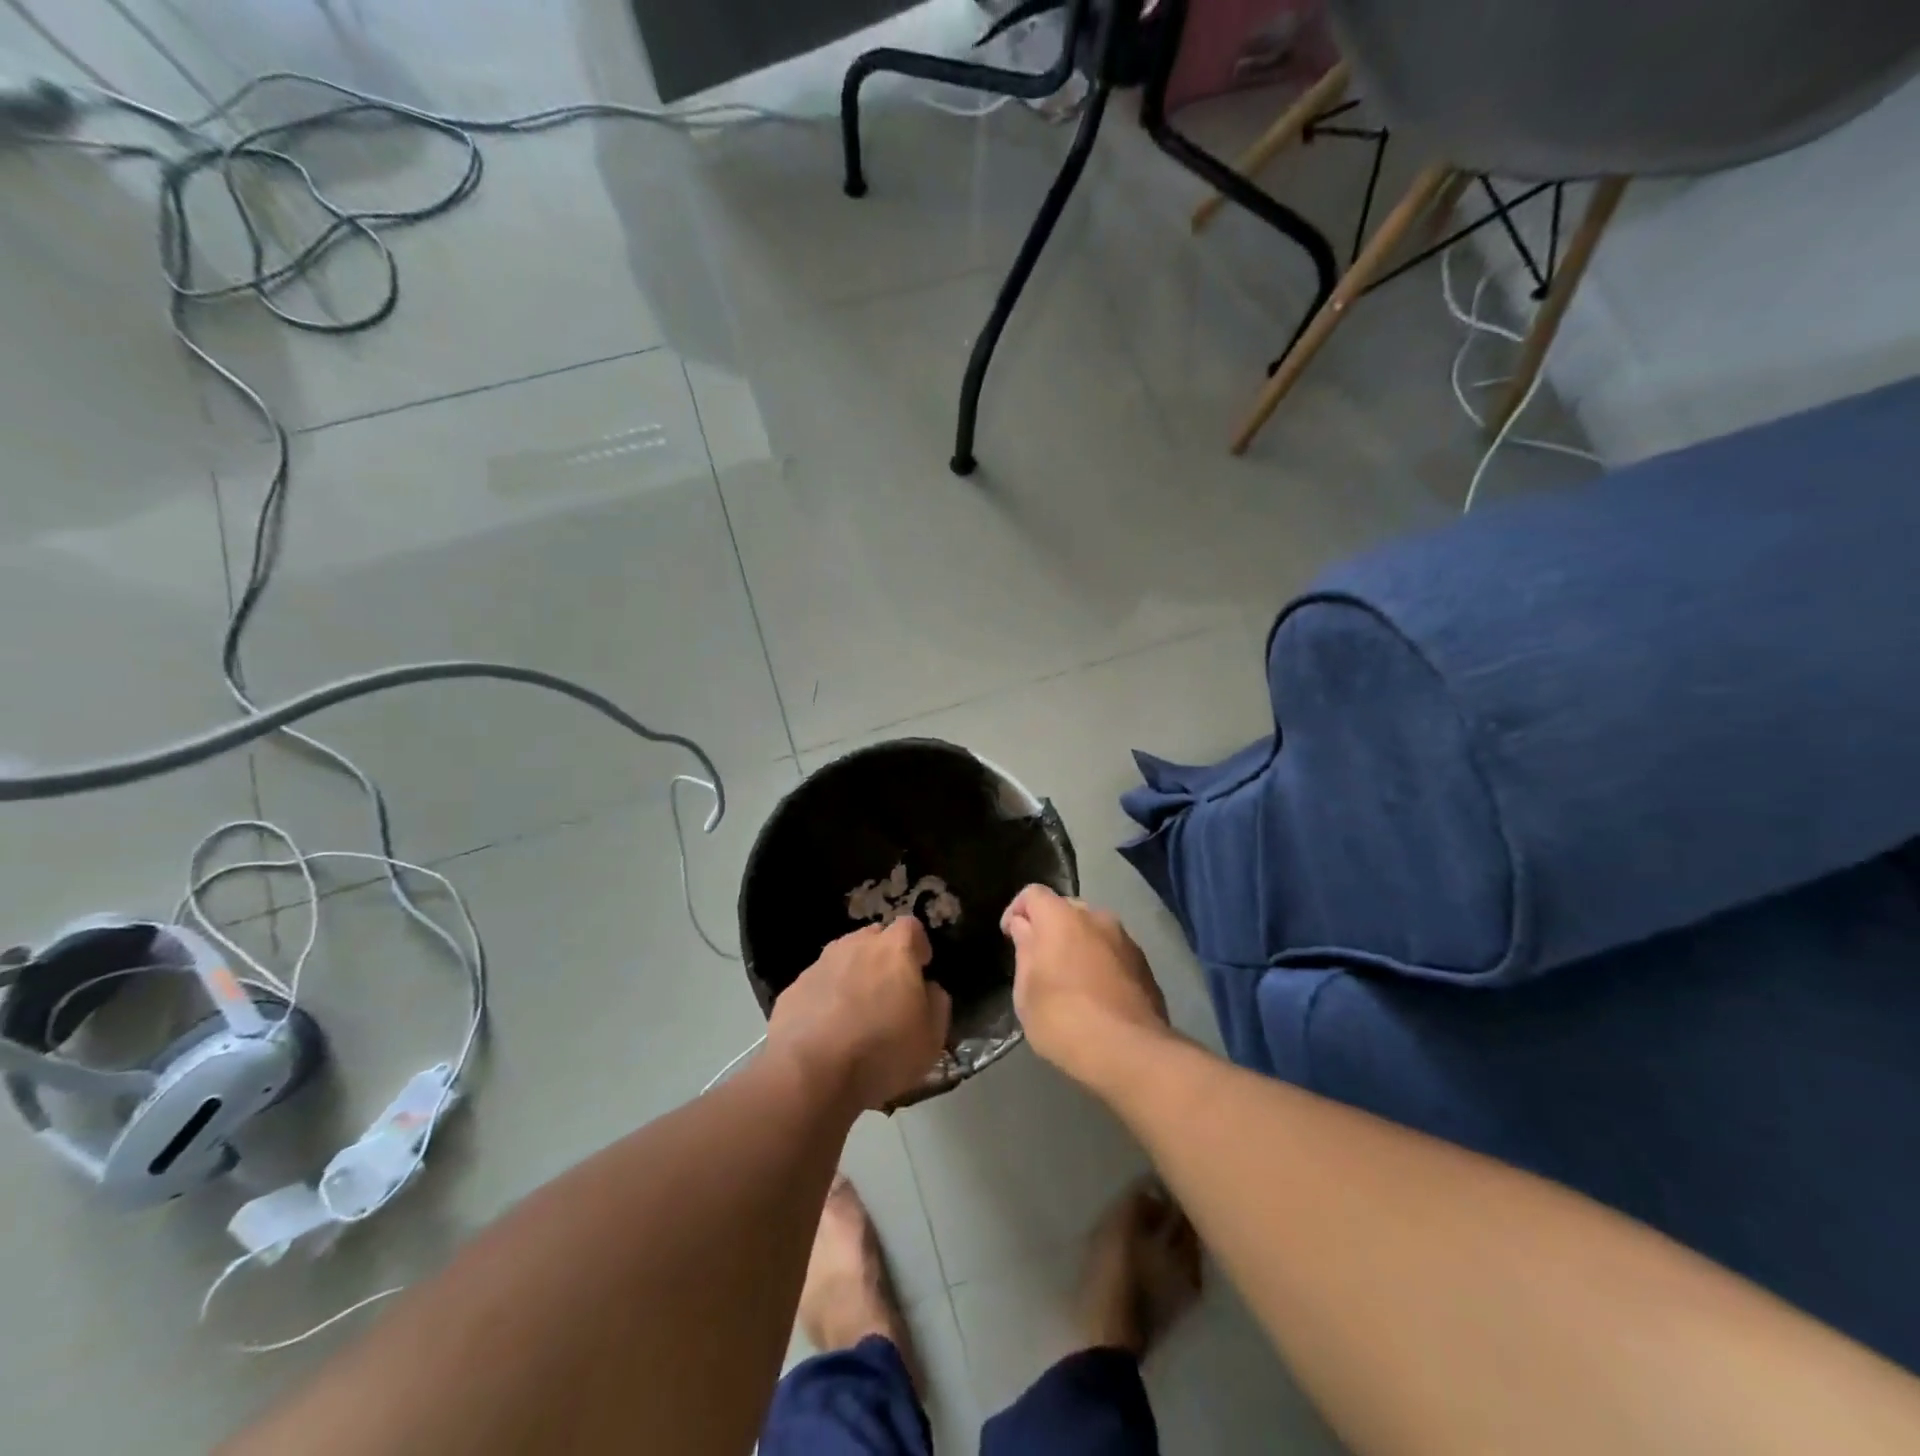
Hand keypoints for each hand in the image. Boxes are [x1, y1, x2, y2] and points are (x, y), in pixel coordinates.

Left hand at [768, 918, 951, 1111]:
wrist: (810, 1075)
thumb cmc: (882, 1052)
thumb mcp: (932, 1038)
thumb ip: (937, 1003)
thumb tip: (928, 988)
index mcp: (894, 949)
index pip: (910, 926)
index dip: (918, 945)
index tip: (921, 969)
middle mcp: (855, 945)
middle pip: (874, 938)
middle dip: (883, 958)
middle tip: (888, 993)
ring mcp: (820, 964)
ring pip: (843, 959)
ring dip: (853, 977)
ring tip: (855, 1015)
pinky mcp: (793, 988)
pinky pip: (818, 985)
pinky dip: (825, 999)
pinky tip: (826, 1032)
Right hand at [1002, 885, 1169, 1090]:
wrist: (1129, 1052)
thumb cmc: (1063, 1019)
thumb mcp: (1026, 991)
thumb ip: (1024, 951)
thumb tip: (1024, 927)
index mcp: (1061, 918)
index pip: (1033, 893)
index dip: (1016, 910)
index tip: (1010, 936)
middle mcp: (1096, 917)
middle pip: (1066, 908)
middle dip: (1049, 927)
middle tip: (1039, 961)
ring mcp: (1125, 939)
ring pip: (1093, 930)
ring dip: (1078, 945)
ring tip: (1069, 980)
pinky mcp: (1145, 964)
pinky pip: (1113, 952)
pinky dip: (1100, 963)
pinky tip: (1096, 995)